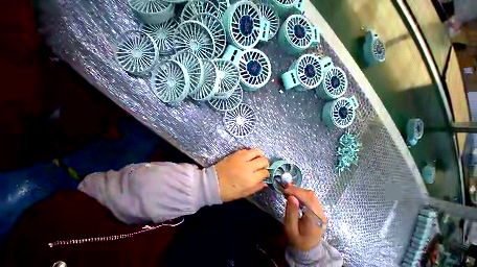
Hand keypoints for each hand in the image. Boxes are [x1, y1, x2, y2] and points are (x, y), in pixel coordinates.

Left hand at [215, 148, 269, 201]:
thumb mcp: (243, 194)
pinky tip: (248, 157)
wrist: (212, 182)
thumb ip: (256, 187)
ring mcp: (242, 158)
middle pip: (263, 160)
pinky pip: (247, 150)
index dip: (266, 173)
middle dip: (265, 163)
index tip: (265, 174)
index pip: (264, 172)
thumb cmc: (227, 191)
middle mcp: (248, 167)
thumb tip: (265, 183)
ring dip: (260, 155)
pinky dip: (250, 153)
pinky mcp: (236, 154)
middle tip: (262, 166)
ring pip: (257, 151)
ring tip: (257, 159)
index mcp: (250, 179)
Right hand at [283, 185, 326, 250]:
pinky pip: (310, 197)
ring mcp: (321, 211)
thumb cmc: (297, 240)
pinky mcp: (318, 209)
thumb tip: (291, 196)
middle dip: (296, 190)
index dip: (296, 192)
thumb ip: (291, 212)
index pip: (308, 200)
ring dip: (298, 191)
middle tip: (285, 190)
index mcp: (315, 220)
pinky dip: (301, 193)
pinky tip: (293, 195)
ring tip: (288, 191)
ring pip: (311, 194)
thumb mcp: (290, 228)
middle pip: (310, 195)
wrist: (307, 248)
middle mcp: (321, 214)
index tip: (284, 190)